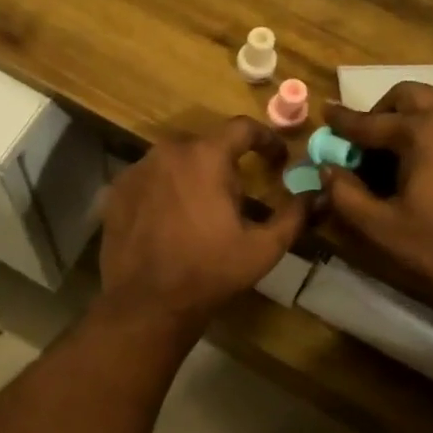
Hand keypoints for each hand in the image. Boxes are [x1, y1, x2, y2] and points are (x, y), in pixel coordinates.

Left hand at [99, 117, 307, 334]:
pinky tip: (170, 220)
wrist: (147, 303)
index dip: (266, 140)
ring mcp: (136, 170)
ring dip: (193, 177)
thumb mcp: (263, 248)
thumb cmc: (210, 272)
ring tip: (201, 211)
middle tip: (237, 198)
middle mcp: (167, 152)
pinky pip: (149, 180)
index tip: (277, 160)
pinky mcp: (116, 191)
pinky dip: (164, 191)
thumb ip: (294, 215)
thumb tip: (317, 195)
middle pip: (206, 145)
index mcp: (206, 156)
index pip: (243, 128)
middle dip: (226, 165)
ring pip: (175, 162)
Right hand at [322, 83, 432, 312]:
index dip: (344, 120)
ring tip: (401, 156)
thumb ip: (346, 194)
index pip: (371, 121)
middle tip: (368, 141)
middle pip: (410, 95)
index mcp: (423, 131)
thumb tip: (327, 168)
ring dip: (414, 120)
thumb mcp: (383, 228)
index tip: (327, 112)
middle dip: (383, 111)